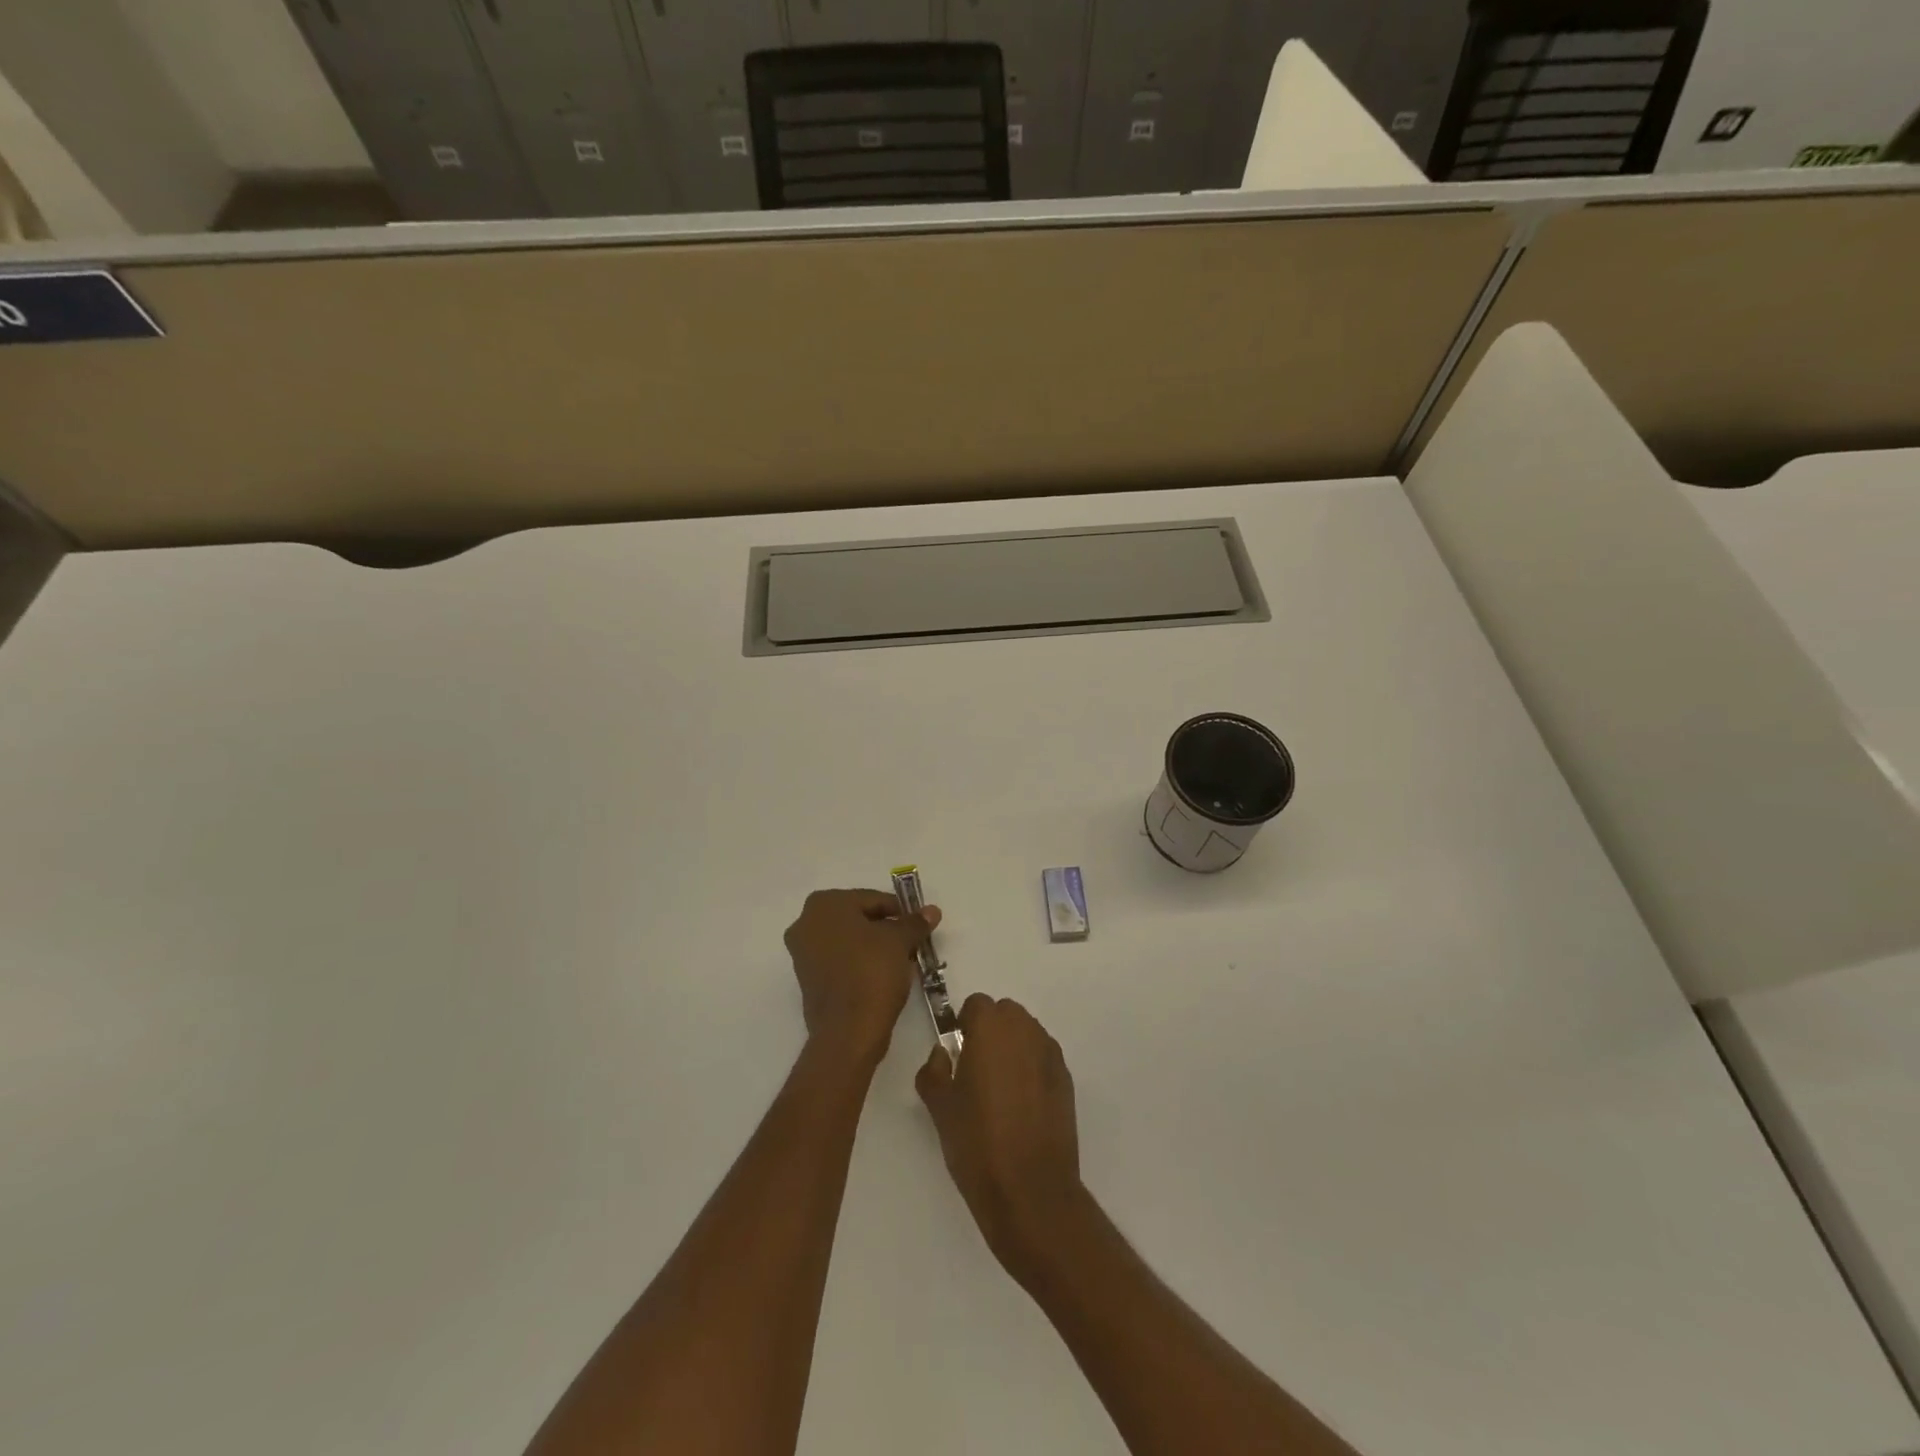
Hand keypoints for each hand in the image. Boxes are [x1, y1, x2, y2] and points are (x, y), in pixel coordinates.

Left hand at [784, 889, 940, 1068]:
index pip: (872, 899)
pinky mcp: (807, 980)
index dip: (899, 911)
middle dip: (885, 928)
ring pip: (848, 940)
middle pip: (857, 918)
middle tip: (911, 942)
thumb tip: (932, 911)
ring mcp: (802, 953)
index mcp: (824, 904)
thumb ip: (914, 923)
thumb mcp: (900, 942)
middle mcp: (806, 923)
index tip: (918, 924)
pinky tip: (883, 975)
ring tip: (901, 960)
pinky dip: (859, 963)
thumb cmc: (872, 972)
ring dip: (873, 946)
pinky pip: (839, 961)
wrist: (848, 1031)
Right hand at [916, 994, 1084, 1278]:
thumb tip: (942, 1056)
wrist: (1030, 1190)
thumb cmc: (977, 1142)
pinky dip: (1031, 1070)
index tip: (956, 1055)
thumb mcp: (940, 1107)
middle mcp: (1025, 1030)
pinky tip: (1022, 1108)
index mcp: (991, 1028)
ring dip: (1012, 1049)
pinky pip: (1043, 1059)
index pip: (976, 1005)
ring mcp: (1050, 1054)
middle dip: (990, 1033)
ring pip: (1026, 1035)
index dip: (964, 1026)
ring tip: (1000, 1092)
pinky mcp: (1067, 1079)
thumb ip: (934, 1071)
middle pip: (1005, 1015)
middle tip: (975, 1071)